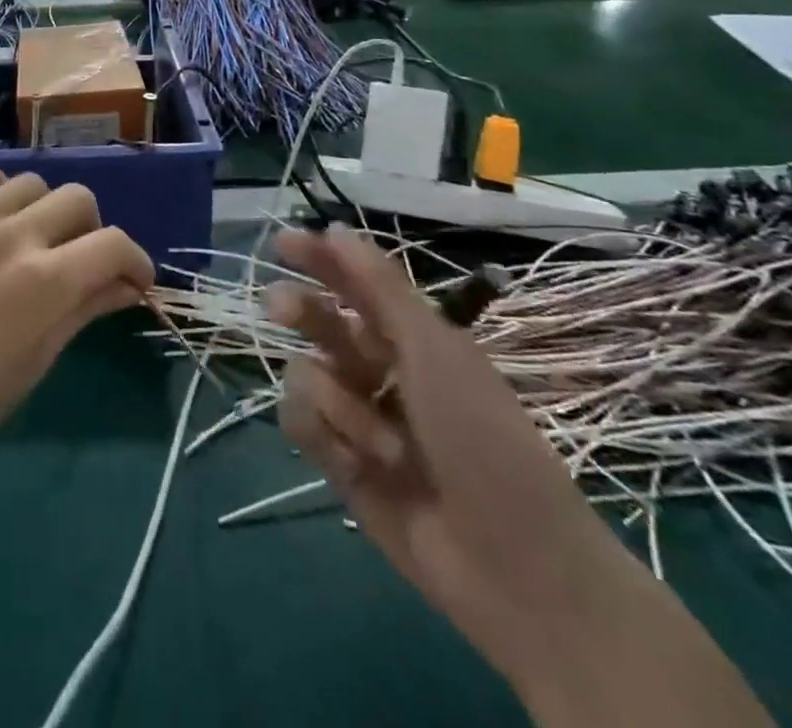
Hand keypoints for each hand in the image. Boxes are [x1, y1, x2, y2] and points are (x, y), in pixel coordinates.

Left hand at [0, 162, 153, 491]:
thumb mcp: (25, 370)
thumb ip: (77, 316)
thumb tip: (123, 288)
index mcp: (43, 283)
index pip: (113, 246)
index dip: (134, 261)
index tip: (133, 281)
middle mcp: (10, 236)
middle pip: (78, 200)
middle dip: (93, 231)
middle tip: (79, 265)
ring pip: (29, 182)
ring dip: (44, 209)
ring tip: (29, 242)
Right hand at [265, 229, 686, 705]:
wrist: (510, 563)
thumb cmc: (482, 438)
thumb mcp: (434, 349)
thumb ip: (379, 287)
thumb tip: (336, 229)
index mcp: (410, 337)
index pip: (353, 282)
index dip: (318, 258)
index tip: (282, 244)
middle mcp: (378, 368)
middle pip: (319, 321)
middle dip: (302, 312)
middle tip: (282, 308)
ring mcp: (357, 414)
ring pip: (306, 374)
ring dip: (338, 404)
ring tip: (383, 446)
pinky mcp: (337, 458)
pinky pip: (301, 421)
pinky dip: (327, 438)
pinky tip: (358, 466)